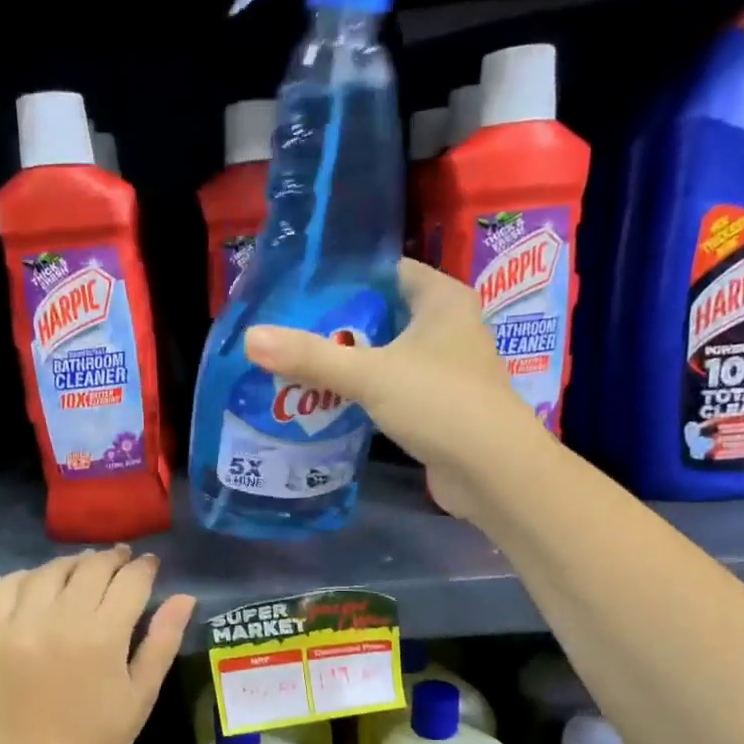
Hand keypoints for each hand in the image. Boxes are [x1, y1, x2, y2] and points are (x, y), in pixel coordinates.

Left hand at [0, 547, 195, 743]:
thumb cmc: (98, 735)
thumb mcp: (142, 693)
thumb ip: (163, 640)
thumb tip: (184, 597)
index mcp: (103, 636)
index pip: (130, 581)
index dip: (144, 567)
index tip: (150, 564)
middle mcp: (61, 620)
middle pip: (92, 568)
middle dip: (113, 558)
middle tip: (123, 560)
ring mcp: (22, 623)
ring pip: (51, 570)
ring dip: (74, 563)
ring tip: (86, 568)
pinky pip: (7, 585)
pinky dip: (27, 576)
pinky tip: (42, 584)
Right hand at [243, 259, 541, 520]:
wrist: (493, 472)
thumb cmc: (439, 404)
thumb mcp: (369, 375)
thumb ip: (310, 357)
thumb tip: (251, 338)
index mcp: (442, 300)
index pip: (388, 271)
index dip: (346, 278)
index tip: (301, 291)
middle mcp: (449, 327)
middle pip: (384, 315)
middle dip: (340, 325)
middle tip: (289, 331)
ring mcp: (447, 369)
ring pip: (388, 355)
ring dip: (351, 363)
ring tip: (299, 365)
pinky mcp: (440, 406)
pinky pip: (394, 389)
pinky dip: (366, 393)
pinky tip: (330, 402)